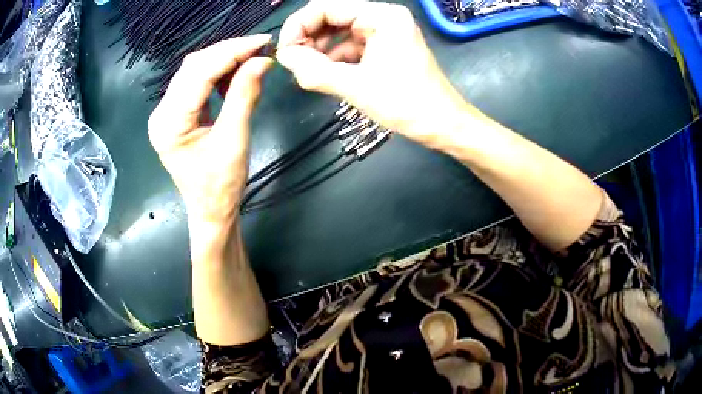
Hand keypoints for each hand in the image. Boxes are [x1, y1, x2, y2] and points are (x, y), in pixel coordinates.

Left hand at [148, 36, 272, 227]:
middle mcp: (162, 112)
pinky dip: (217, 74)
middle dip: (228, 52)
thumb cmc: (221, 185)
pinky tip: (233, 77)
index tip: (263, 42)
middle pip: (194, 66)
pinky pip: (195, 83)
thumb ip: (245, 95)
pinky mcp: (175, 114)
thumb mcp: (235, 139)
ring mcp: (166, 112)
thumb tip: (262, 60)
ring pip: (194, 70)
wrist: (210, 210)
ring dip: (223, 60)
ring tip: (250, 61)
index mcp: (170, 122)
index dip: (232, 52)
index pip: (200, 73)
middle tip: (260, 48)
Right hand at [276, 0, 470, 146]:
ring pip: (340, 32)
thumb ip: (313, 69)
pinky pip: (352, 45)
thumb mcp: (355, 87)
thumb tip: (283, 56)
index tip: (284, 51)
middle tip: (294, 62)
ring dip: (320, 49)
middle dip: (309, 37)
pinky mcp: (386, 47)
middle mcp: (384, 17)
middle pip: (333, 16)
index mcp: (382, 16)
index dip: (299, 25)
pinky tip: (326, 74)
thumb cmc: (407, 105)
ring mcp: (386, 31)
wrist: (443, 125)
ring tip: (308, 71)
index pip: (327, 6)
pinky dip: (336, 58)